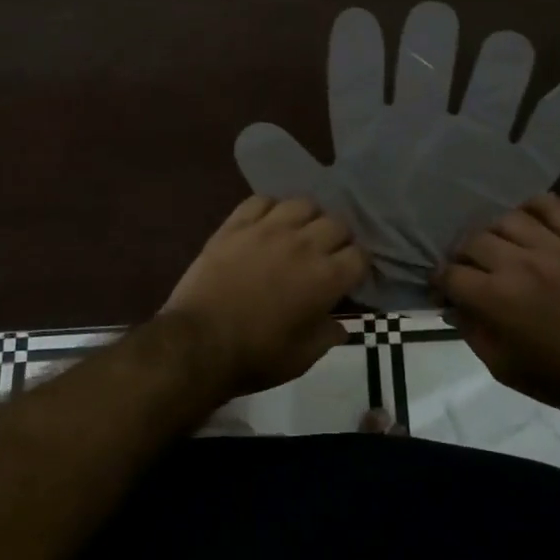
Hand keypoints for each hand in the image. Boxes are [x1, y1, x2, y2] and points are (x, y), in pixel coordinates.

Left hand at [160, 196, 366, 401]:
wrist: (199, 343)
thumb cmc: (256, 356)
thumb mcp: (303, 358)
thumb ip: (329, 336)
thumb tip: (341, 325)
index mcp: (326, 277)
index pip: (360, 255)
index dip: (358, 266)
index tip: (349, 277)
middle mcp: (304, 244)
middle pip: (337, 223)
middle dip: (338, 239)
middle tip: (326, 256)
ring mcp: (268, 229)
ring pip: (303, 204)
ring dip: (308, 218)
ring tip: (299, 233)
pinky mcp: (237, 224)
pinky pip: (262, 201)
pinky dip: (270, 209)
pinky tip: (266, 224)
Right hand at [438, 194, 559, 418]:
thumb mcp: (502, 368)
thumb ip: (471, 332)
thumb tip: (452, 307)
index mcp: (496, 298)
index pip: (451, 273)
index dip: (440, 280)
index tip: (443, 288)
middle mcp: (519, 263)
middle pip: (473, 240)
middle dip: (462, 255)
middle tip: (468, 269)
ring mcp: (553, 247)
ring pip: (506, 218)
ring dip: (493, 232)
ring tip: (497, 246)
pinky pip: (552, 206)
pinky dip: (534, 206)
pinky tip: (527, 220)